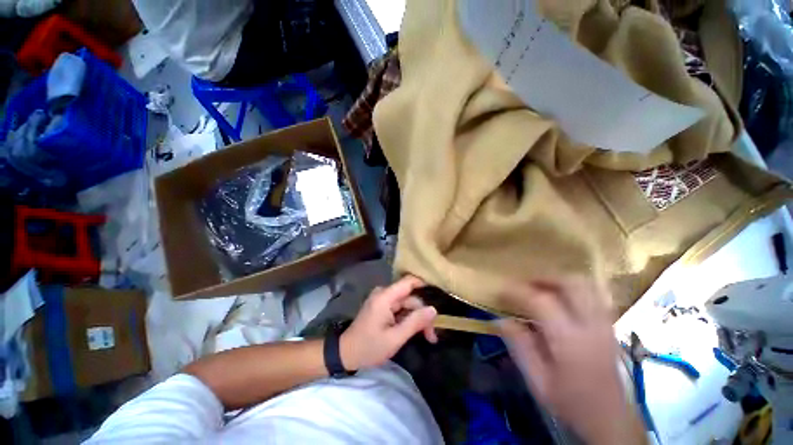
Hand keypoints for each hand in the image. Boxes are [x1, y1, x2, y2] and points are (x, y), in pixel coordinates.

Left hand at [340, 276, 437, 370]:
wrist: (346, 354)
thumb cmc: (369, 347)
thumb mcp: (394, 338)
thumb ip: (415, 322)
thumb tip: (434, 309)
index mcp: (385, 297)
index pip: (409, 282)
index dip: (424, 285)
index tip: (439, 295)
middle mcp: (384, 294)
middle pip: (410, 297)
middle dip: (422, 314)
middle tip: (432, 335)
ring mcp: (383, 300)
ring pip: (407, 304)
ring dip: (417, 319)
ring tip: (427, 337)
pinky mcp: (382, 307)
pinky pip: (400, 309)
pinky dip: (409, 319)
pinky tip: (415, 332)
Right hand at [498, 277, 645, 444]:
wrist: (611, 420)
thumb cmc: (571, 402)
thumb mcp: (537, 381)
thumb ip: (519, 347)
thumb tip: (501, 319)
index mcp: (570, 341)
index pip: (541, 302)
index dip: (518, 291)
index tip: (501, 291)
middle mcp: (591, 326)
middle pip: (570, 283)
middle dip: (543, 277)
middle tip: (524, 284)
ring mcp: (605, 323)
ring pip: (586, 284)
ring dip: (559, 280)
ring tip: (541, 287)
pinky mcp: (610, 325)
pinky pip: (594, 293)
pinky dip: (574, 288)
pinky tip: (561, 298)